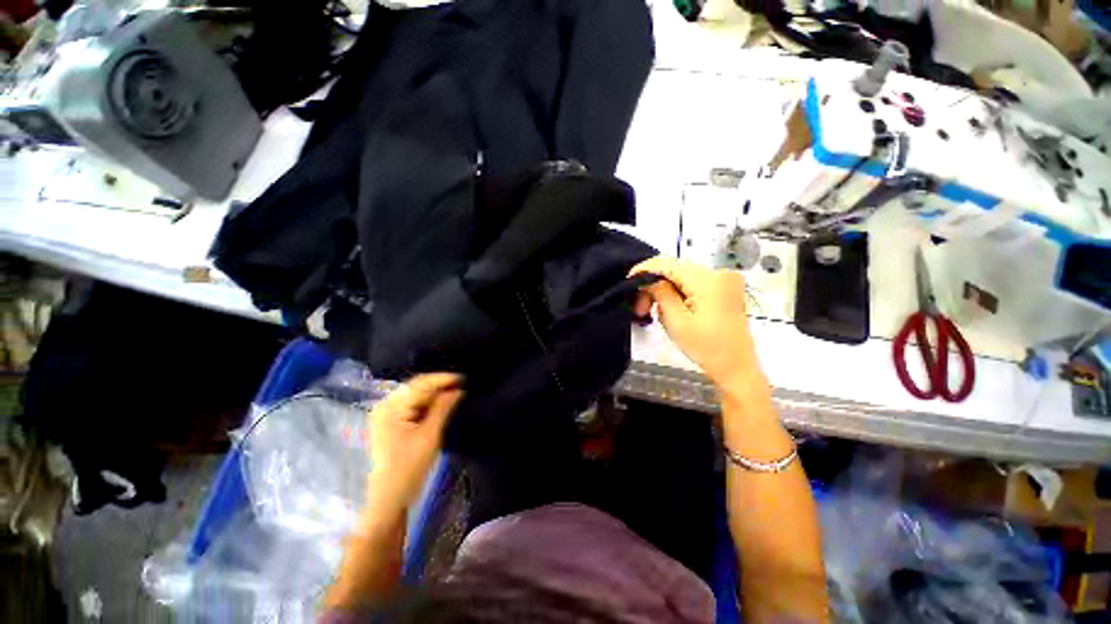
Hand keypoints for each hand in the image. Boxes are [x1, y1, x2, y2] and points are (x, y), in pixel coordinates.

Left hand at [365, 373, 463, 519]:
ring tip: (455, 394)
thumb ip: (444, 407)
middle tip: (462, 386)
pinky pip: (412, 405)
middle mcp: (385, 406)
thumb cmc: (409, 466)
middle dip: (440, 386)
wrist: (390, 496)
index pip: (420, 384)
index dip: (443, 379)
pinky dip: (427, 404)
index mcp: (391, 407)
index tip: (464, 378)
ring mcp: (386, 414)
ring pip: (415, 396)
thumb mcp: (430, 434)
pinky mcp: (390, 422)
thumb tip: (459, 389)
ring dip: (435, 395)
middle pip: (416, 388)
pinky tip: (441, 405)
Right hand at [631, 257, 761, 392]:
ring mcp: (723, 280)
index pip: (667, 263)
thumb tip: (647, 279)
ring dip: (665, 292)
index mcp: (707, 278)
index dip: (644, 269)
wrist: (737, 368)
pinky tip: (672, 312)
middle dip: (653, 285)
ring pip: (682, 277)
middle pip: (674, 269)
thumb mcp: (677, 321)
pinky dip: (678, 294)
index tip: (628, 282)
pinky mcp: (724, 289)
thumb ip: (660, 293)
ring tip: (656, 314)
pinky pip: (693, 284)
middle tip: (641, 309)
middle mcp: (718, 272)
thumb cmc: (707, 348)